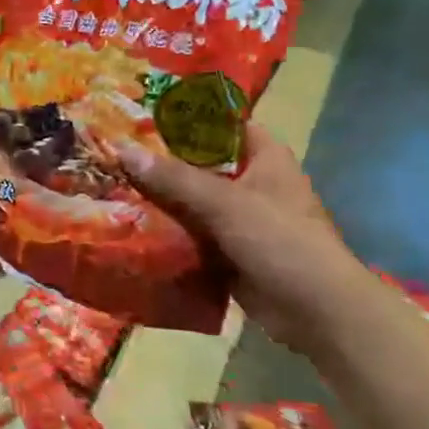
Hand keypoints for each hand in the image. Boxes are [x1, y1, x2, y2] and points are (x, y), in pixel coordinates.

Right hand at [120, 124, 372, 353]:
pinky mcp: (228, 251)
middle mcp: (251, 182)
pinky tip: (128, 223)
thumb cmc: (282, 242)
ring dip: (158, 197)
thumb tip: (123, 151)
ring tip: (110, 183)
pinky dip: (165, 230)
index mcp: (263, 157)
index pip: (219, 123)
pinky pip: (189, 233)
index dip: (183, 116)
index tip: (139, 114)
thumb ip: (174, 178)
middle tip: (112, 150)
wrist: (318, 313)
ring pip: (190, 200)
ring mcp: (239, 219)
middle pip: (198, 162)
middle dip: (159, 160)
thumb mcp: (225, 203)